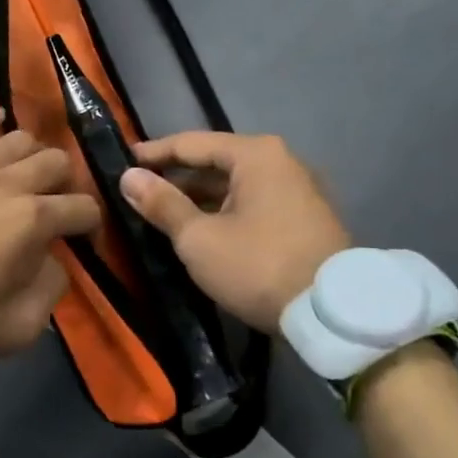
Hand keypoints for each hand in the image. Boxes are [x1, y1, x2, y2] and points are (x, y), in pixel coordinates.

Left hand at [0, 111, 101, 362]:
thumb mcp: (20, 327)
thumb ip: (50, 288)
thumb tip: (53, 261)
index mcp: (32, 220)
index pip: (82, 207)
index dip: (91, 222)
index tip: (83, 238)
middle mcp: (5, 183)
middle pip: (55, 161)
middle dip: (67, 182)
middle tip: (56, 204)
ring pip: (15, 139)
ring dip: (33, 153)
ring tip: (29, 171)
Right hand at [119, 131, 350, 333]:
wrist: (334, 315)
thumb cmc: (258, 266)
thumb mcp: (199, 238)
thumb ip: (162, 204)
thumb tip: (129, 177)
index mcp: (255, 155)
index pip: (191, 143)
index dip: (153, 153)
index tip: (122, 161)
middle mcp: (281, 162)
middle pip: (215, 162)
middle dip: (176, 177)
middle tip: (139, 190)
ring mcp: (298, 190)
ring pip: (235, 185)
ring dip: (200, 197)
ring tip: (163, 213)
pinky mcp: (306, 218)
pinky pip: (253, 203)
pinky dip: (224, 210)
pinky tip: (202, 229)